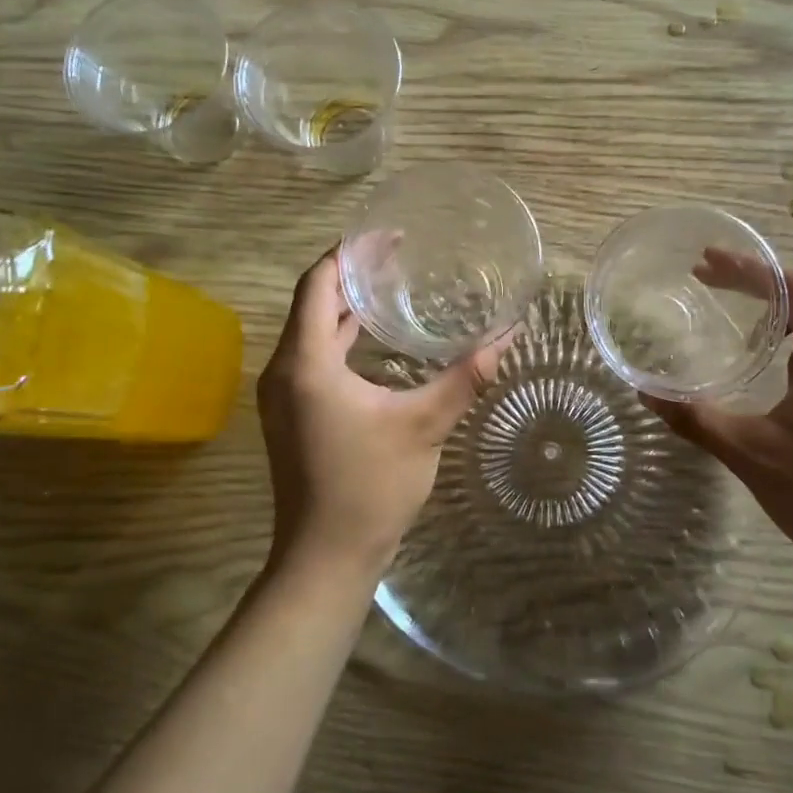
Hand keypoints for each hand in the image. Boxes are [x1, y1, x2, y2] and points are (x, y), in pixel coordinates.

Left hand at [256, 249, 508, 580]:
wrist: (325, 558)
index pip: (318, 284)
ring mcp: (284, 394)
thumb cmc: (370, 487)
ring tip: (392, 286)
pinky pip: (314, 357)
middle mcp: (284, 370)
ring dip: (347, 307)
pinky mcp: (293, 414)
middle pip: (313, 302)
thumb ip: (465, 377)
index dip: (349, 253)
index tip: (388, 235)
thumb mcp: (424, 426)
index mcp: (305, 362)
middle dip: (353, 275)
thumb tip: (507, 335)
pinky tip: (377, 340)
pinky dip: (342, 338)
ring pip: (313, 331)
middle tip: (400, 255)